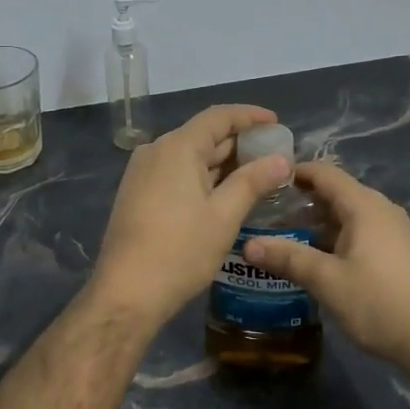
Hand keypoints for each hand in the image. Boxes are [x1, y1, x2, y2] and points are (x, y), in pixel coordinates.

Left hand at [89, 105, 292, 330]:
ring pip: (190, 155)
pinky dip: (203, 176)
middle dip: (240, 142)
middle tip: (274, 155)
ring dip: (222, 162)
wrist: (127, 292)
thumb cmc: (180, 251)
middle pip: (204, 134)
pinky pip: (176, 172)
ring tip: (256, 174)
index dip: (250, 116)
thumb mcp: (224, 216)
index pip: (219, 116)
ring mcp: (143, 172)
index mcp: (178, 147)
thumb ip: (253, 181)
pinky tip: (224, 193)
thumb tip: (282, 159)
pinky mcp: (138, 193)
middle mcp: (156, 150)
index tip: (276, 123)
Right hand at [243, 162, 409, 370]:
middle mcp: (380, 209)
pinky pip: (358, 232)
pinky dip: (333, 237)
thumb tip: (247, 245)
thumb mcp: (327, 281)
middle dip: (299, 200)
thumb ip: (287, 258)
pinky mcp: (397, 252)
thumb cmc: (380, 303)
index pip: (324, 173)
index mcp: (364, 206)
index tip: (262, 179)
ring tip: (281, 237)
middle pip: (334, 193)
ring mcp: (392, 231)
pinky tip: (315, 259)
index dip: (293, 171)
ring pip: (346, 215)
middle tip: (263, 213)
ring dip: (315, 223)